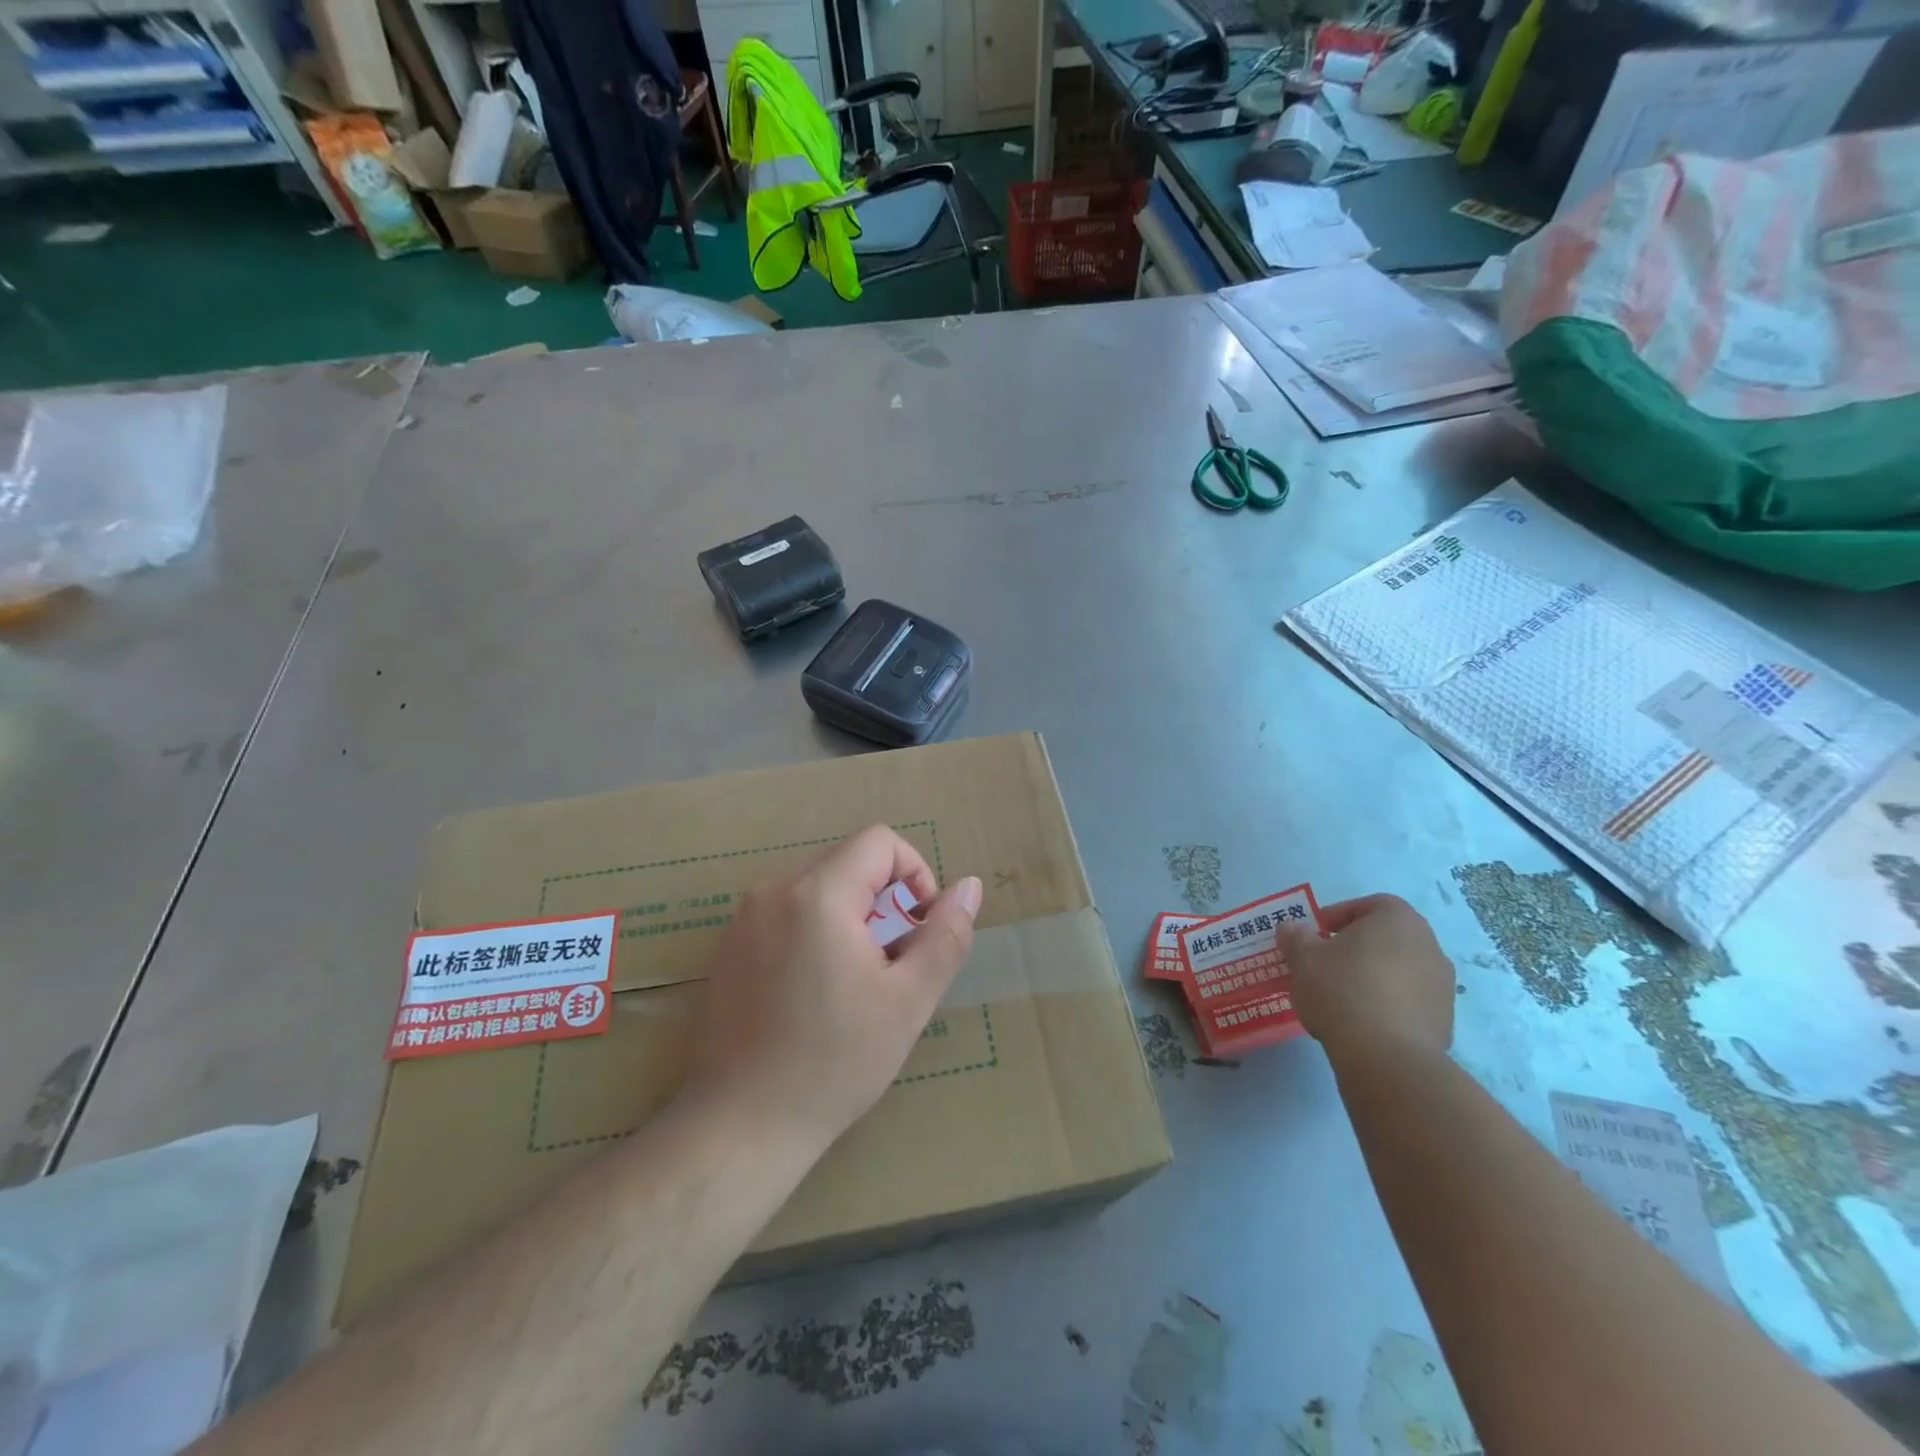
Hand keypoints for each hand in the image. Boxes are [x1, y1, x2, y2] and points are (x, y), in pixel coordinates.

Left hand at [682, 825, 982, 1154]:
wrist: (741, 1126)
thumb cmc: (835, 1062)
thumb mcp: (909, 1000)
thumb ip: (945, 935)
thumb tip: (970, 887)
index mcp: (818, 893)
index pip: (880, 842)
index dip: (914, 873)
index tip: (918, 927)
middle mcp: (774, 889)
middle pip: (848, 862)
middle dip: (882, 900)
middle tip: (891, 964)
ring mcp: (744, 917)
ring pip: (818, 887)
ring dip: (850, 917)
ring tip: (855, 982)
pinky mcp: (728, 946)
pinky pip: (786, 912)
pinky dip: (815, 931)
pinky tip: (814, 993)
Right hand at [1280, 894, 1454, 1059]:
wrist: (1387, 1057)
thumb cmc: (1342, 990)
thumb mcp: (1303, 958)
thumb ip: (1296, 937)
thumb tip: (1293, 929)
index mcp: (1398, 919)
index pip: (1369, 905)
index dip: (1338, 916)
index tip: (1315, 935)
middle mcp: (1429, 945)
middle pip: (1385, 938)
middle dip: (1354, 947)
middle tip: (1324, 964)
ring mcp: (1442, 986)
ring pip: (1398, 970)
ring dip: (1372, 976)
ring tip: (1340, 997)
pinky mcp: (1444, 1021)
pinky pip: (1408, 1001)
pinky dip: (1386, 1004)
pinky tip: (1360, 1021)